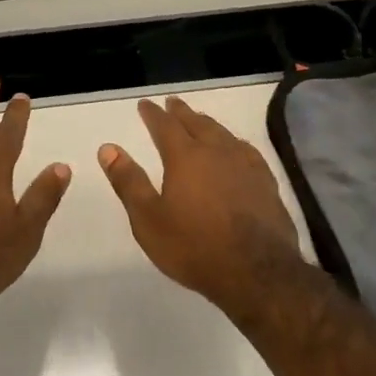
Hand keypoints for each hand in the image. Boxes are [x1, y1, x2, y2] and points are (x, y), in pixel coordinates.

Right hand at [99, 97, 304, 312]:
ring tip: (200, 120)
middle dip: (181, 112)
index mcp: (185, 158)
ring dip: (208, 124)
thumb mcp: (148, 219)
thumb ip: (128, 182)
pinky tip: (236, 149)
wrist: (257, 273)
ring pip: (223, 134)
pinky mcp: (266, 183)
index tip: (145, 104)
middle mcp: (217, 152)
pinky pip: (246, 151)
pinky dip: (234, 143)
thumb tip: (108, 148)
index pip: (165, 126)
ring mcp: (246, 166)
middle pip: (197, 123)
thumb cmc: (194, 247)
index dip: (153, 114)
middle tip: (172, 103)